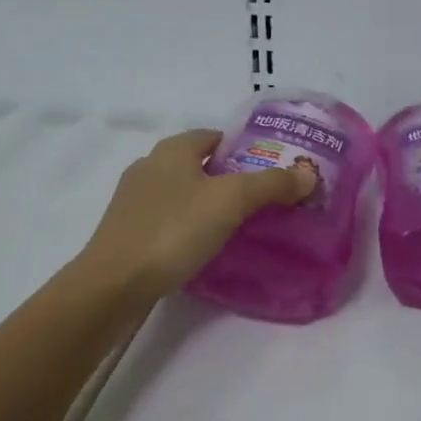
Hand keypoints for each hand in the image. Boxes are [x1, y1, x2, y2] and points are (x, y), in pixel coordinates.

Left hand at [77, 129, 315, 299]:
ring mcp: (133, 199)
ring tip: (237, 226)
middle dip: (228, 178)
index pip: (214, 136)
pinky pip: (167, 218)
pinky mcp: (126, 230)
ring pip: (182, 192)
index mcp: (172, 149)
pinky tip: (202, 246)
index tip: (270, 171)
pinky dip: (187, 225)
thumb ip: (270, 184)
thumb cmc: (173, 231)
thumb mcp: (230, 202)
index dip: (243, 148)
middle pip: (198, 164)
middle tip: (261, 201)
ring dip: (207, 203)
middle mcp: (149, 166)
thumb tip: (307, 174)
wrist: (113, 284)